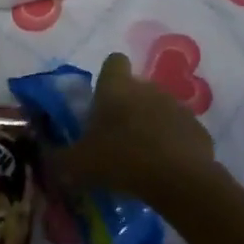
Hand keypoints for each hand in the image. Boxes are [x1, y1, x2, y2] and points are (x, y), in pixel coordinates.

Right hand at [56, 52, 214, 199]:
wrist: (179, 181)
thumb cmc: (120, 161)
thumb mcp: (77, 165)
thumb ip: (58, 158)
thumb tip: (45, 155)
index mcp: (117, 88)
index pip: (113, 62)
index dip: (107, 77)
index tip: (101, 100)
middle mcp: (148, 88)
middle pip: (136, 88)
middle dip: (128, 107)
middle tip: (115, 137)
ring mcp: (177, 107)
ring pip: (160, 109)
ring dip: (151, 125)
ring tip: (141, 157)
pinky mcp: (198, 130)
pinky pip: (180, 132)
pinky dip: (173, 145)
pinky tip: (165, 169)